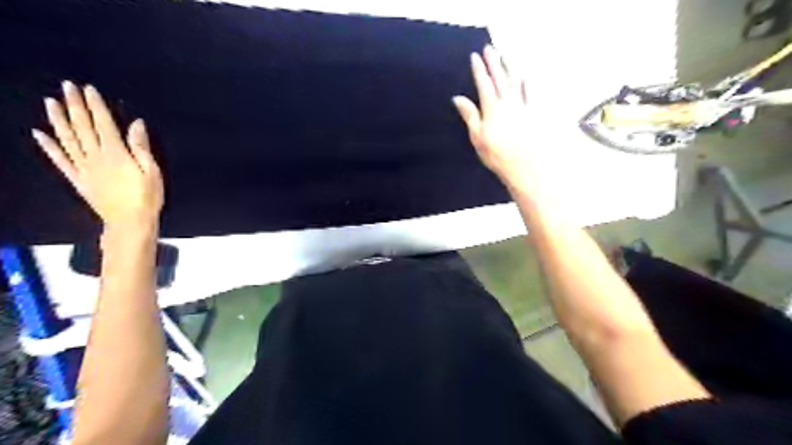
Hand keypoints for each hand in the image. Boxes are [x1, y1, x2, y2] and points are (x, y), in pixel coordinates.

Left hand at [32, 82, 164, 232]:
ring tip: (50, 102)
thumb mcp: (152, 171)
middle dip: (75, 106)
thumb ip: (141, 147)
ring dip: (57, 119)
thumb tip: (136, 124)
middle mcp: (95, 156)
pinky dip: (48, 146)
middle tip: (66, 86)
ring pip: (67, 139)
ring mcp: (83, 168)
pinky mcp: (77, 179)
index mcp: (116, 153)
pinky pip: (59, 160)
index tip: (88, 89)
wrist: (130, 222)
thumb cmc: (147, 197)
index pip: (103, 124)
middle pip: (83, 127)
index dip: (96, 106)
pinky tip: (39, 134)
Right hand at [456, 47, 535, 188]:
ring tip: (506, 56)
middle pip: (500, 79)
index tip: (475, 57)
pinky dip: (528, 82)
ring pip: (516, 82)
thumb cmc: (498, 156)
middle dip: (494, 63)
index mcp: (492, 110)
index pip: (484, 85)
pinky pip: (531, 93)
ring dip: (510, 67)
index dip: (479, 70)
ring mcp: (522, 108)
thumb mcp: (478, 138)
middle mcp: (508, 104)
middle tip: (489, 49)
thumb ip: (470, 116)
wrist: (525, 166)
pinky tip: (527, 75)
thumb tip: (458, 98)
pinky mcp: (533, 114)